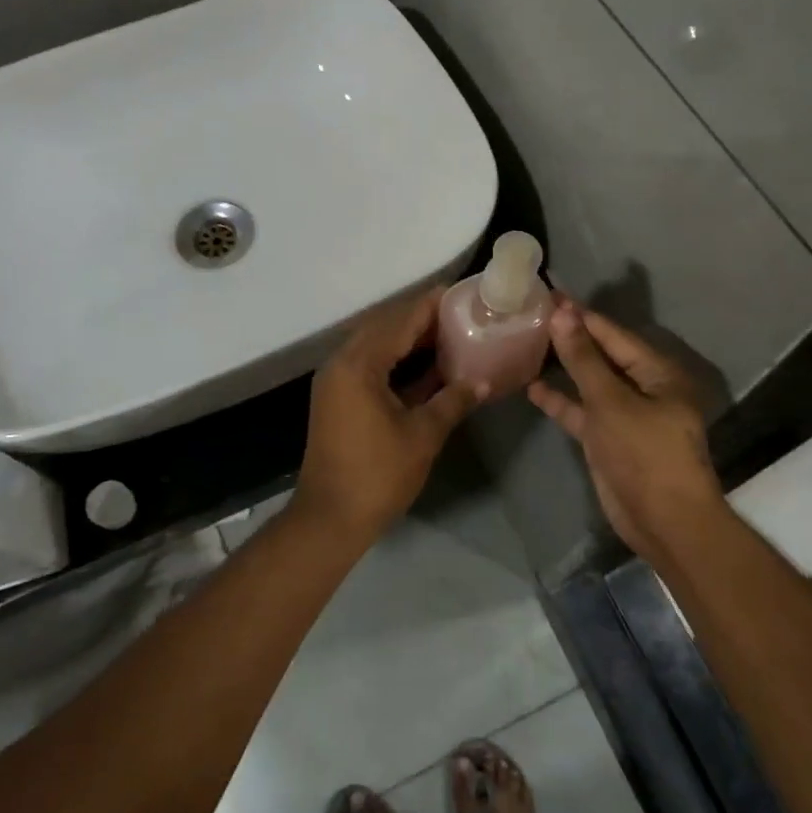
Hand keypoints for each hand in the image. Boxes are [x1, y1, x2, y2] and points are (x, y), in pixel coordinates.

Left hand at [293, 287, 485, 544]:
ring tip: (447, 333)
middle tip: (458, 313)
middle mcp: (341, 364)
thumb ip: (452, 401)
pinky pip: (369, 367)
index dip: (429, 306)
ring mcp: (336, 382)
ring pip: (375, 347)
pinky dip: (396, 362)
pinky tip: (427, 367)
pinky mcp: (338, 400)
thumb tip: (482, 382)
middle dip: (420, 319)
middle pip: (384, 328)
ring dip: (408, 340)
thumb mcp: (423, 435)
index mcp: (359, 365)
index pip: (399, 321)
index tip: (458, 293)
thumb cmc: (378, 475)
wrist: (330, 519)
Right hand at [527, 300, 730, 564]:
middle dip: (570, 337)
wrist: (665, 523)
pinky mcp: (608, 439)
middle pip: (601, 355)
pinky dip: (561, 400)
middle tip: (532, 314)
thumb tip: (562, 314)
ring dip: (563, 367)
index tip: (549, 294)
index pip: (613, 334)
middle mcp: (643, 388)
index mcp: (657, 373)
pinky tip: (532, 387)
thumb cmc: (645, 454)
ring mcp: (625, 415)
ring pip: (590, 382)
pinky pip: (582, 411)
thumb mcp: (610, 402)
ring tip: (528, 343)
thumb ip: (583, 358)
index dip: (581, 315)